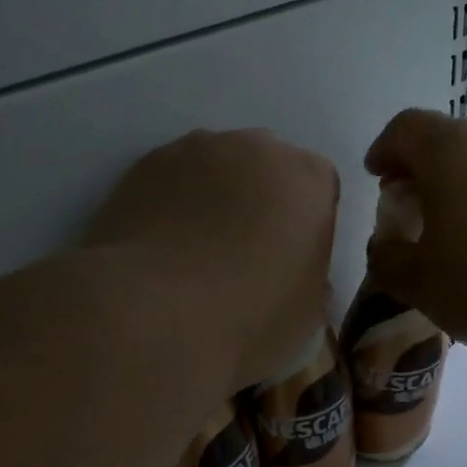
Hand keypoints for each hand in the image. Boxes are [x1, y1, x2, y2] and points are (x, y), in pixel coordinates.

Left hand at [84, 129, 339, 388]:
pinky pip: (173, 179)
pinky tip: (164, 246)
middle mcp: (257, 149)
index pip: (321, 188)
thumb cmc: (249, 317)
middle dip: (263, 200)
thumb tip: (295, 271)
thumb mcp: (307, 314)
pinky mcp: (145, 164)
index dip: (307, 224)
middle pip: (269, 167)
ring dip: (216, 197)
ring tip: (198, 250)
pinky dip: (174, 203)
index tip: (293, 259)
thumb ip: (312, 278)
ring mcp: (196, 150)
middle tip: (248, 252)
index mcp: (309, 179)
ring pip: (218, 167)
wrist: (154, 315)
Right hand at [363, 111, 466, 353]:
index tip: (376, 177)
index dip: (384, 150)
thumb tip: (384, 248)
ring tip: (448, 232)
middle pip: (445, 141)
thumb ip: (387, 260)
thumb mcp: (419, 281)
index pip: (404, 128)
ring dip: (457, 187)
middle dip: (420, 171)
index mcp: (448, 149)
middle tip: (407, 209)